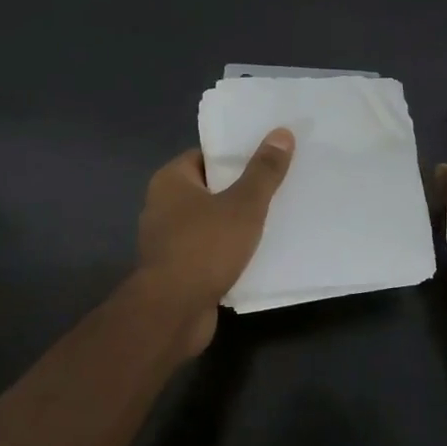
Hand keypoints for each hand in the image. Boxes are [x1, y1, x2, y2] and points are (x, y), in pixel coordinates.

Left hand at [132, 129, 294, 347]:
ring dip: (239, 222)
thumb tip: (282, 132)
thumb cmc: (204, 248)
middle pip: (211, 188)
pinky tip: (260, 252)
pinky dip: (231, 250)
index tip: (269, 156)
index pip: (207, 155)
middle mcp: (163, 205)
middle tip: (281, 185)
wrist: (172, 313)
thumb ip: (264, 171)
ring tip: (278, 216)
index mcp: (171, 180)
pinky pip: (211, 250)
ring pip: (212, 221)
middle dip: (243, 189)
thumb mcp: (243, 205)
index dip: (237, 154)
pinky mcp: (178, 269)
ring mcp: (169, 240)